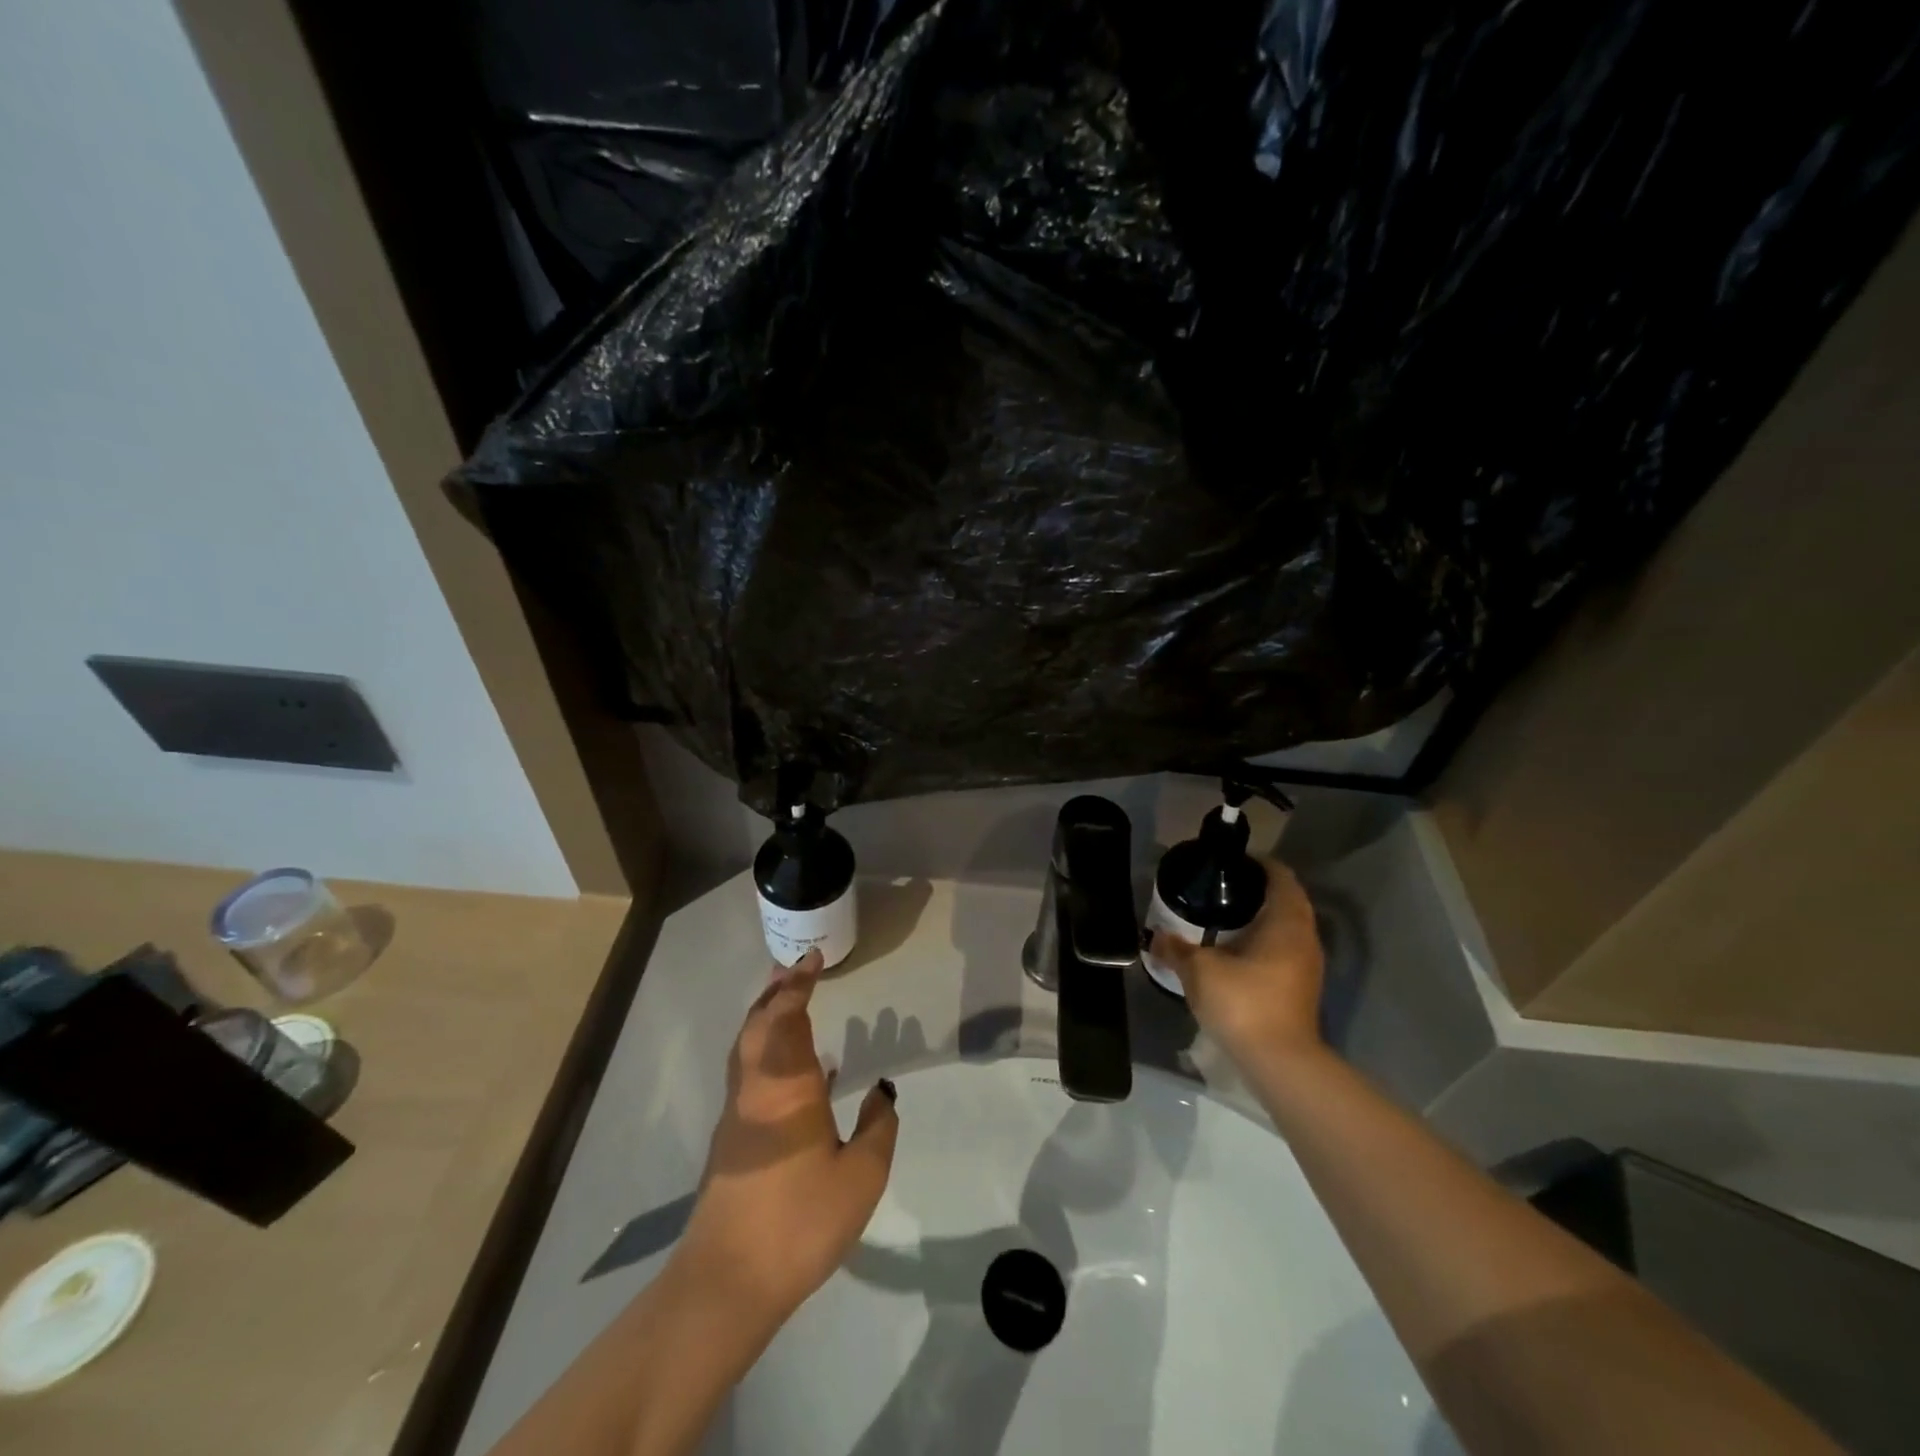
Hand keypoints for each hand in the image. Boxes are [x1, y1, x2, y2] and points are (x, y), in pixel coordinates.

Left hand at [675, 949, 899, 1329]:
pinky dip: (765, 1051)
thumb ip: (878, 1127)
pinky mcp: (732, 1141)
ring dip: (765, 1017)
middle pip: (758, 1024)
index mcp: (787, 1086)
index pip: (789, 1017)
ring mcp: (738, 1115)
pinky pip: (749, 1074)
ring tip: (787, 1002)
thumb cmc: (799, 1220)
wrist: (727, 1281)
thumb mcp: (860, 1176)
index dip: (799, 984)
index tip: (812, 958)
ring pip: (748, 1049)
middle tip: (792, 967)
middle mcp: (756, 1088)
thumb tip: (882, 1091)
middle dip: (775, 992)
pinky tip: (792, 1071)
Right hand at [1149, 858, 1324, 1069]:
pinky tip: (1233, 952)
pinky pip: (1283, 950)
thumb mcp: (1199, 971)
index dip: (1257, 864)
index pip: (1280, 876)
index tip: (1229, 862)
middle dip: (1255, 891)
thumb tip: (1155, 936)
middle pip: (1286, 900)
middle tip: (1219, 888)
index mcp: (1286, 920)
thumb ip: (1176, 949)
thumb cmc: (1244, 1002)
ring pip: (1286, 928)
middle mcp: (1304, 937)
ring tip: (1222, 917)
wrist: (1280, 1063)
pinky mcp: (1301, 988)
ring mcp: (1307, 965)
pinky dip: (1263, 943)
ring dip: (1260, 919)